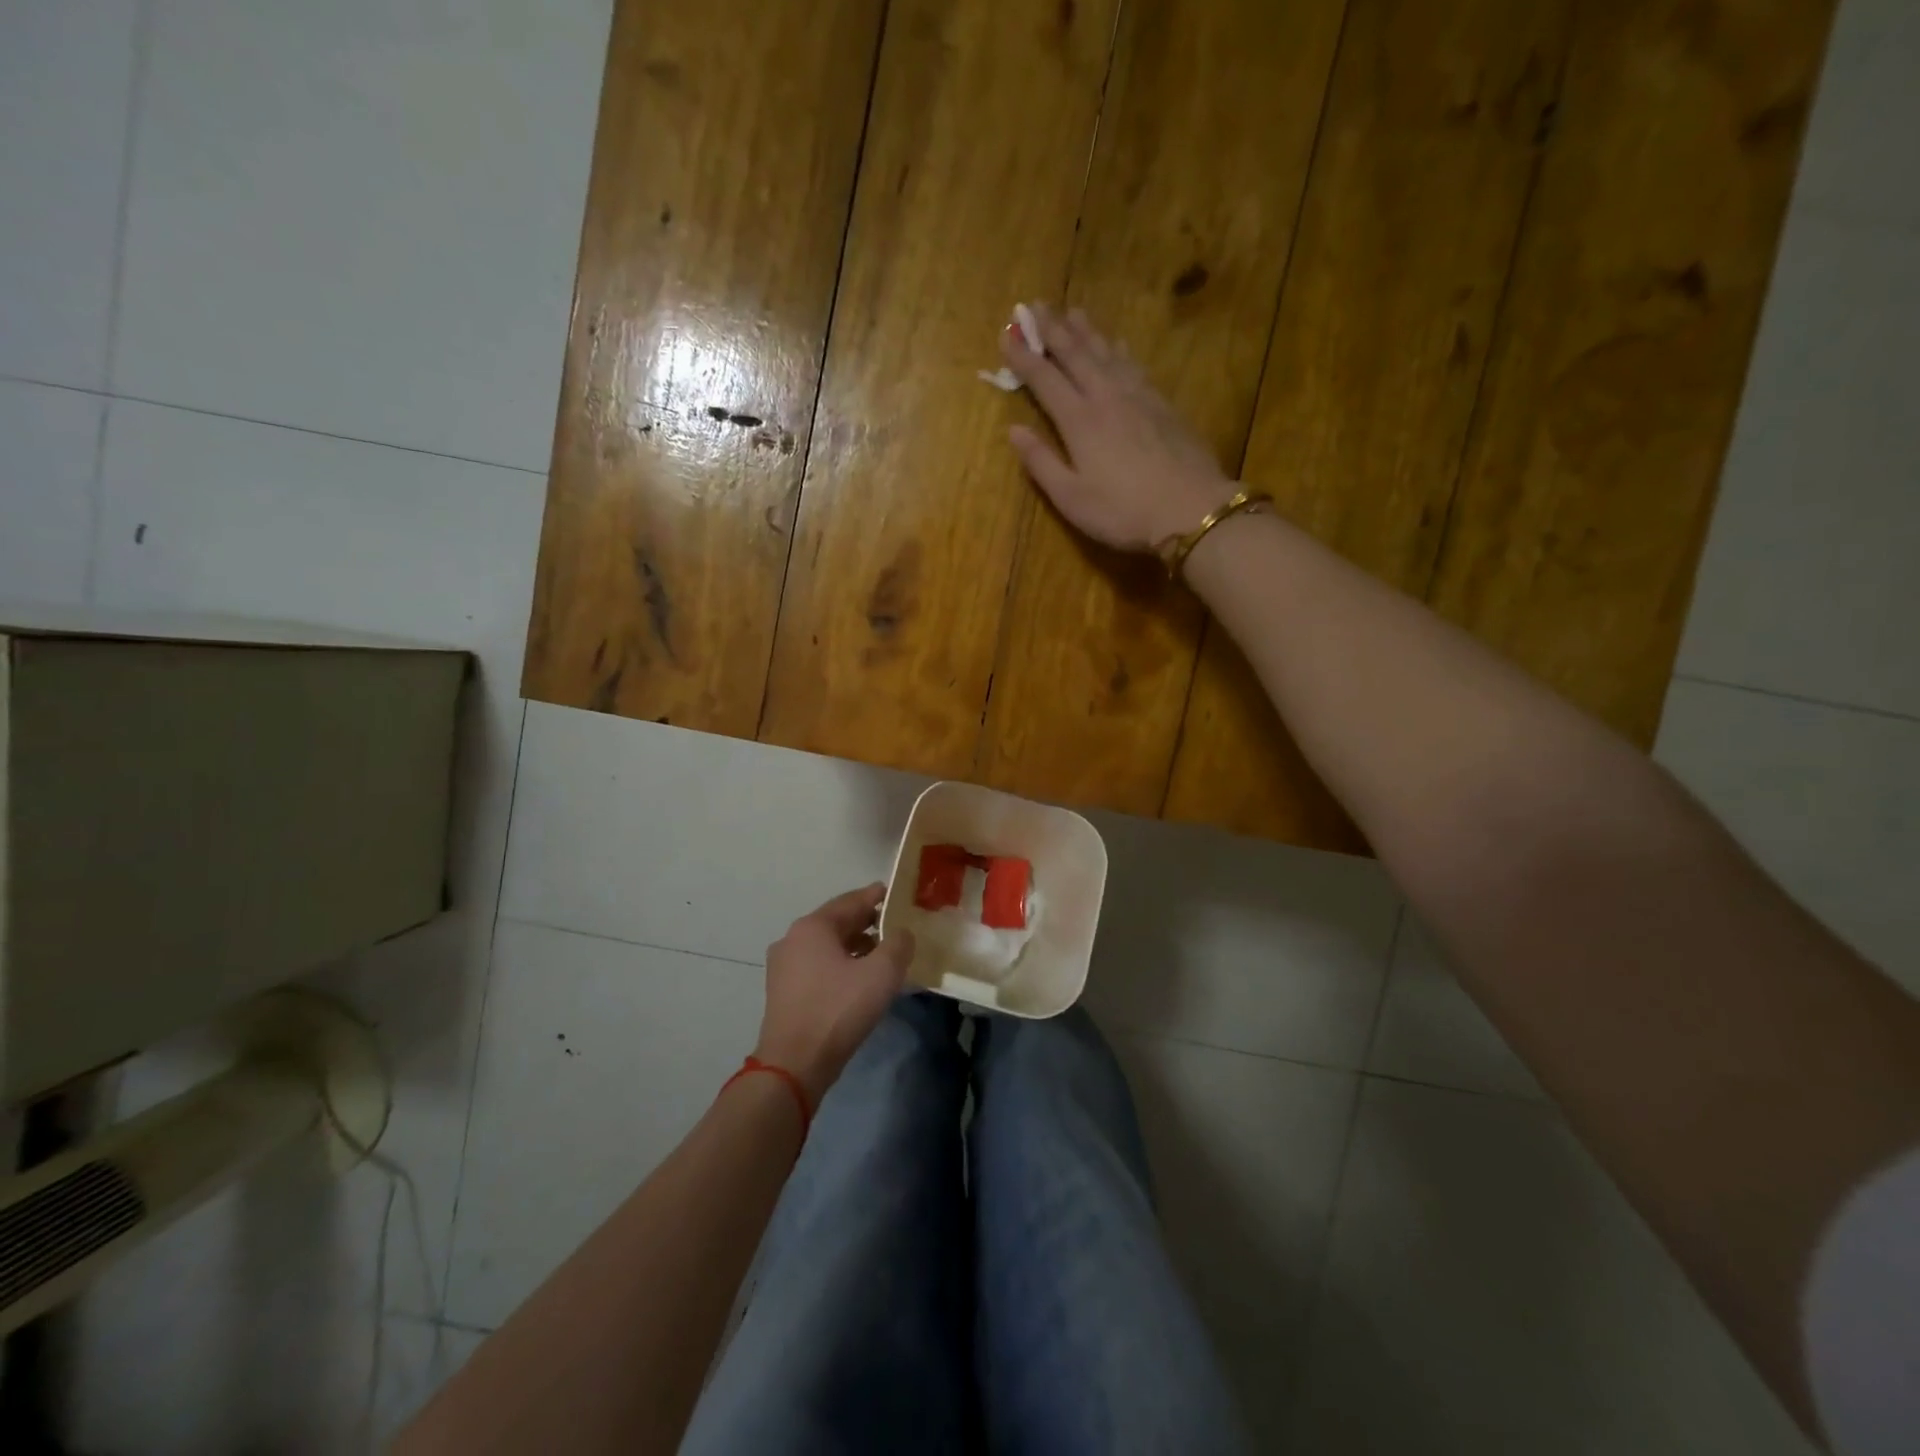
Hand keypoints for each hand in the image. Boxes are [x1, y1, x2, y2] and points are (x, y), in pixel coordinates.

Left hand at [754, 884, 914, 1105]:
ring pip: (827, 946)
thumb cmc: (838, 1010)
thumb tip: (902, 933)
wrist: (794, 1064)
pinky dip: (840, 965)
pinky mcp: (783, 991)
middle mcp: (793, 938)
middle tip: (896, 926)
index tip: (898, 895)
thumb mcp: (882, 973)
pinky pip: (818, 966)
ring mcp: (784, 966)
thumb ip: (898, 944)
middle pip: (837, 921)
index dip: (878, 896)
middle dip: (868, 923)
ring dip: (855, 946)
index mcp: (813, 926)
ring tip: (883, 955)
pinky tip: (859, 980)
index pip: (852, 900)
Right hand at [1000, 305, 1236, 551]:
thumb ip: (1041, 462)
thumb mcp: (1071, 498)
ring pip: (1106, 352)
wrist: (1190, 509)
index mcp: (1079, 420)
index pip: (1044, 379)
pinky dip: (1119, 348)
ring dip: (1086, 331)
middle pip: (1076, 354)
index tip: (1006, 334)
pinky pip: (1134, 364)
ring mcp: (1138, 396)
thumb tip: (1014, 430)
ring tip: (1073, 311)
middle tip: (1036, 304)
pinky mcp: (1162, 404)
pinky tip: (1117, 343)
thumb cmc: (1123, 511)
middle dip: (1053, 329)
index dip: (1023, 356)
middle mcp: (1106, 396)